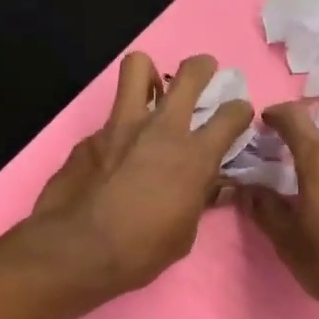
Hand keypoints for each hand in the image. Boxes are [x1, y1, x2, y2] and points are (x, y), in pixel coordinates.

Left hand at [28, 52, 253, 296]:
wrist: (78, 250)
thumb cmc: (141, 251)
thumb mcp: (184, 234)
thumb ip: (199, 200)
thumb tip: (213, 187)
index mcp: (195, 156)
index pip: (232, 115)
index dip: (240, 111)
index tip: (238, 116)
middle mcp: (162, 129)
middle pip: (190, 74)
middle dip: (203, 67)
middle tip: (204, 74)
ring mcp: (121, 126)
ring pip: (138, 67)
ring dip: (150, 73)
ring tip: (153, 89)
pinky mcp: (90, 136)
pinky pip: (110, 118)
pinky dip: (120, 128)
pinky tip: (116, 152)